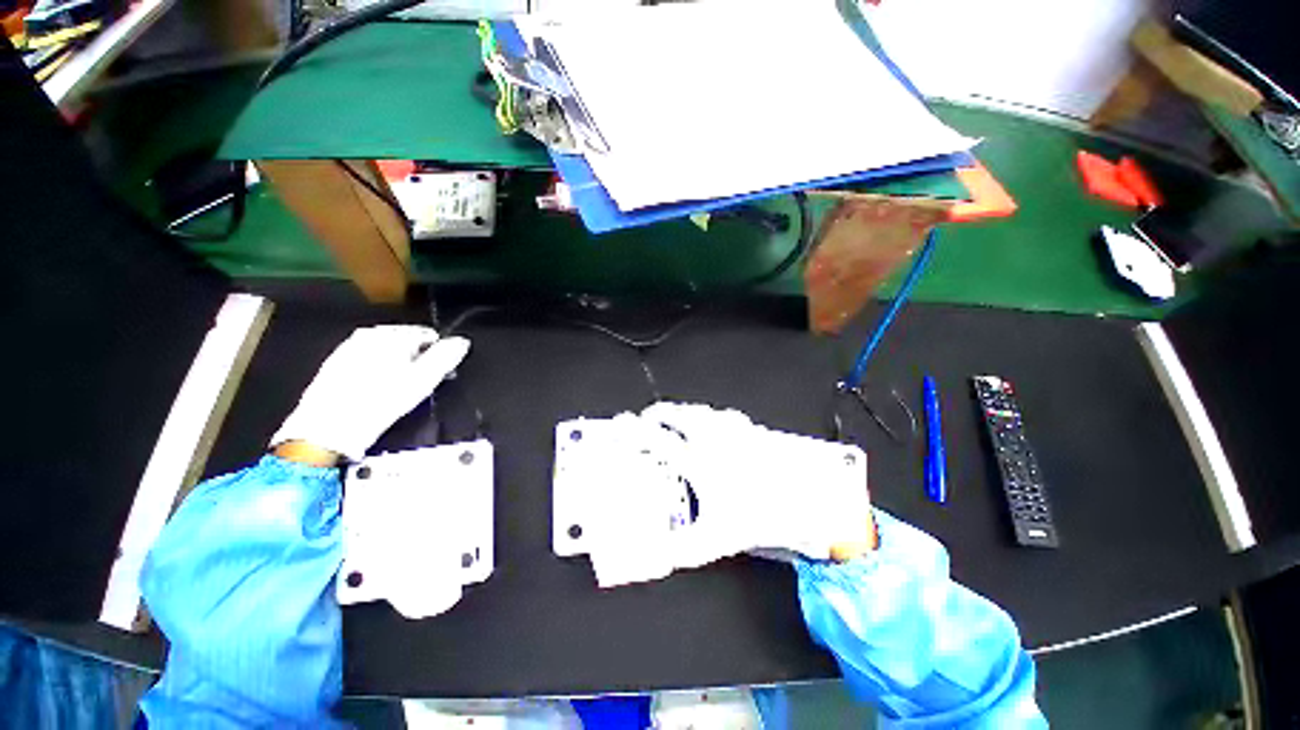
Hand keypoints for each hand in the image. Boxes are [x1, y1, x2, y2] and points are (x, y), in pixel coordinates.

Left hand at [270, 326, 469, 461]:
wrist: (328, 427)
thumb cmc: (382, 401)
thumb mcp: (424, 379)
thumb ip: (446, 356)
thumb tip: (462, 341)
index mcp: (393, 334)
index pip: (428, 335)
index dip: (439, 354)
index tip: (440, 374)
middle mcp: (370, 334)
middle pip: (406, 341)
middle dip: (418, 358)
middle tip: (420, 383)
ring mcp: (349, 346)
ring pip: (386, 351)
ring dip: (398, 364)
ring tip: (399, 389)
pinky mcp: (335, 362)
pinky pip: (368, 360)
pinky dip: (378, 370)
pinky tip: (377, 390)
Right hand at [641, 402, 875, 566]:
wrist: (805, 501)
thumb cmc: (760, 517)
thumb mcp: (715, 539)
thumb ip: (681, 549)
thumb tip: (657, 554)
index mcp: (698, 461)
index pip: (656, 439)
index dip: (634, 429)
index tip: (622, 423)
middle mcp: (712, 438)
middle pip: (676, 415)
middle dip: (657, 414)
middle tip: (646, 419)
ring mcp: (732, 430)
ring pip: (698, 410)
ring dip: (681, 412)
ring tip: (672, 418)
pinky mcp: (749, 429)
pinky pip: (721, 414)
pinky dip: (708, 415)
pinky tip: (710, 422)